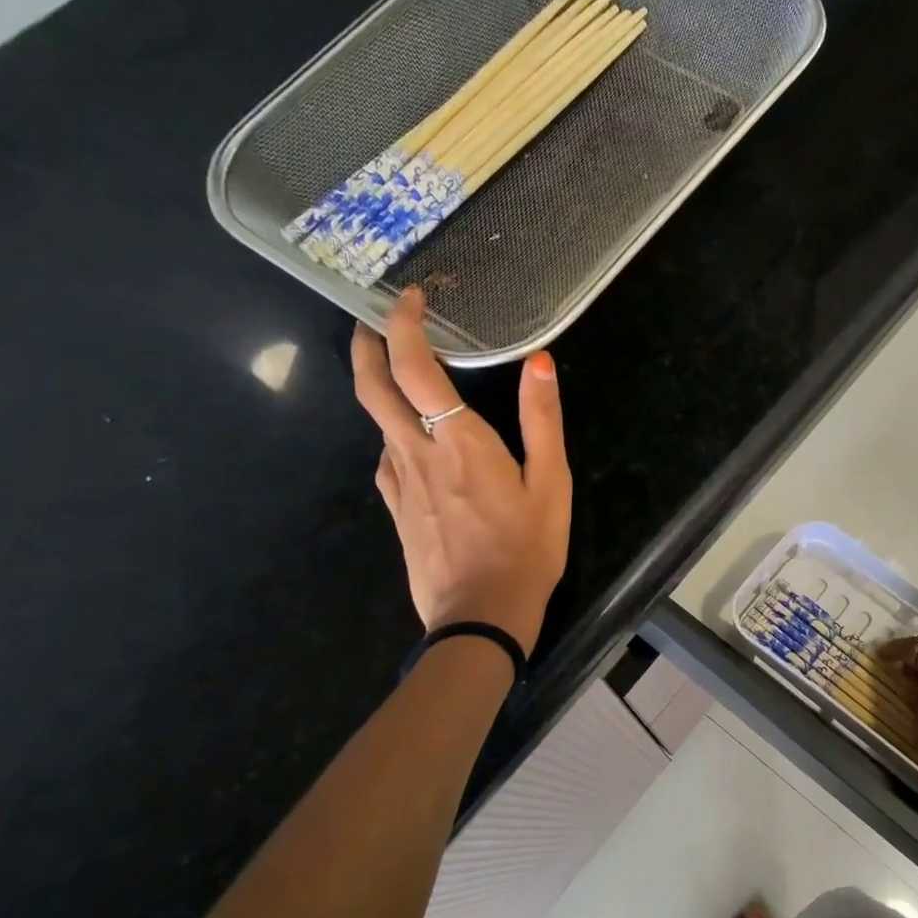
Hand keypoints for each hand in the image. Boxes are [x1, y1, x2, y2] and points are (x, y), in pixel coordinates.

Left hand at [351, 289, 570, 655]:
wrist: (481, 617)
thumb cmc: (526, 550)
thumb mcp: (551, 485)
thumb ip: (543, 421)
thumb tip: (541, 362)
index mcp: (458, 442)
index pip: (414, 368)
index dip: (404, 325)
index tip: (411, 300)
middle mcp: (417, 454)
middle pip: (372, 388)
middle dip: (365, 346)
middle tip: (374, 322)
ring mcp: (400, 485)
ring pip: (376, 422)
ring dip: (380, 388)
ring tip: (402, 376)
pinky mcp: (396, 511)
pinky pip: (386, 459)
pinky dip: (392, 434)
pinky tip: (411, 443)